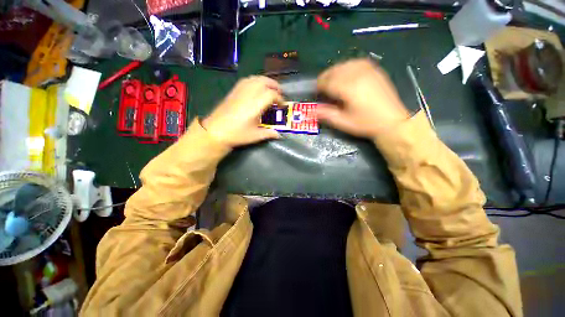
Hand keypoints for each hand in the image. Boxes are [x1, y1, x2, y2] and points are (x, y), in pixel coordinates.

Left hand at [202, 76, 282, 146]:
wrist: (215, 131)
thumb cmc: (236, 134)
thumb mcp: (255, 136)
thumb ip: (269, 133)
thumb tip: (279, 135)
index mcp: (255, 105)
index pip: (271, 94)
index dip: (279, 98)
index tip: (282, 105)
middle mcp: (248, 94)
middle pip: (264, 82)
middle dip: (275, 85)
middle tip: (280, 93)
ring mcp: (240, 91)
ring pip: (255, 78)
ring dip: (266, 81)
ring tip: (270, 89)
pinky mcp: (234, 91)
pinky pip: (247, 80)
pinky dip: (256, 81)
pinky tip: (257, 88)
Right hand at [316, 59, 409, 137]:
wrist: (392, 121)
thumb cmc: (366, 123)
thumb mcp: (343, 122)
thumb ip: (326, 114)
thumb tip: (312, 110)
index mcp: (349, 88)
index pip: (327, 81)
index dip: (319, 86)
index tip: (316, 92)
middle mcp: (357, 75)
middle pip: (335, 70)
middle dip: (325, 78)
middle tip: (322, 88)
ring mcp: (368, 70)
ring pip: (344, 64)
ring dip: (335, 72)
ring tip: (332, 81)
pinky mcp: (375, 70)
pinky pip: (356, 62)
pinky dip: (347, 66)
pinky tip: (346, 74)